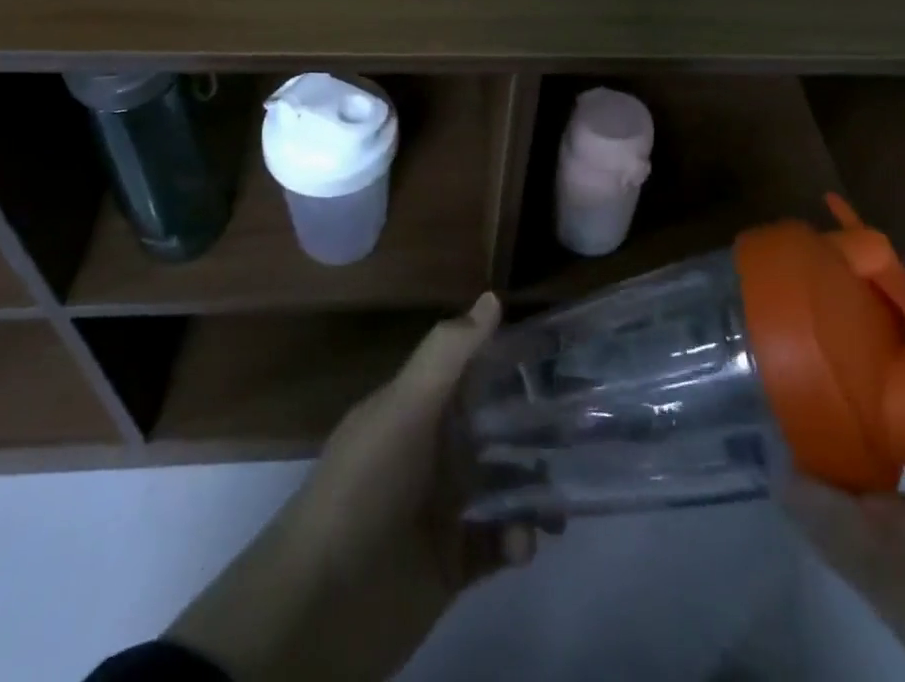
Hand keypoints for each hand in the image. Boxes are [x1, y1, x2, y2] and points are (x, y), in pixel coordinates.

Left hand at [167, 293, 538, 681]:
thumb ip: (448, 353)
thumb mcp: (404, 407)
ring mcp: (441, 509)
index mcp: (416, 410)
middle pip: (493, 429)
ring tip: (562, 505)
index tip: (557, 356)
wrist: (320, 608)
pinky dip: (516, 539)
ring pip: (502, 486)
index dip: (509, 364)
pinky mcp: (451, 563)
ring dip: (534, 489)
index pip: (469, 374)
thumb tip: (492, 297)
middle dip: (534, 429)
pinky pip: (497, 543)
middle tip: (584, 428)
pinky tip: (522, 542)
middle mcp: (431, 452)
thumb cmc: (365, 488)